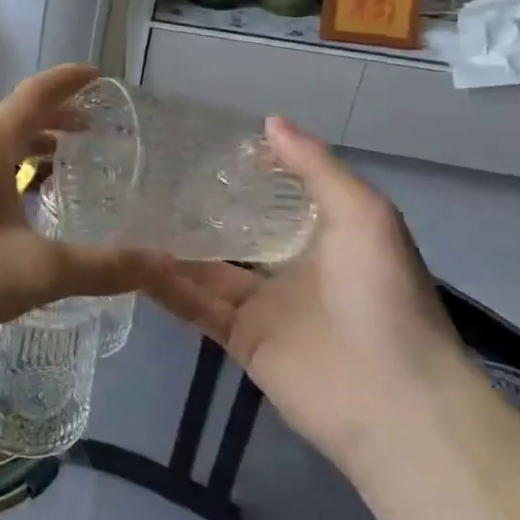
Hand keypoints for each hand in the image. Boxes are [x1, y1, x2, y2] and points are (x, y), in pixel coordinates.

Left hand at [0, 64, 185, 357]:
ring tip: (57, 160)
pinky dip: (3, 168)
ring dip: (26, 144)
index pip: (34, 94)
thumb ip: (101, 267)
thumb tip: (163, 263)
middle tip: (90, 129)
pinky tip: (11, 204)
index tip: (98, 74)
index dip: (69, 81)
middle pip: (12, 117)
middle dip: (53, 117)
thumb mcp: (35, 273)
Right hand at [154, 117, 464, 473]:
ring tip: (127, 215)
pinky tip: (131, 262)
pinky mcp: (240, 340)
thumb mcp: (362, 214)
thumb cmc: (382, 295)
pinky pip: (195, 306)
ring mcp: (263, 308)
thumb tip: (269, 121)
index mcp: (325, 239)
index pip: (276, 200)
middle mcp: (291, 270)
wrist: (392, 398)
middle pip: (234, 235)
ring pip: (206, 270)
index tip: (200, 148)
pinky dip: (165, 286)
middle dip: (197, 212)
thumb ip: (315, 168)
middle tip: (148, 179)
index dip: (244, 175)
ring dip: (171, 248)